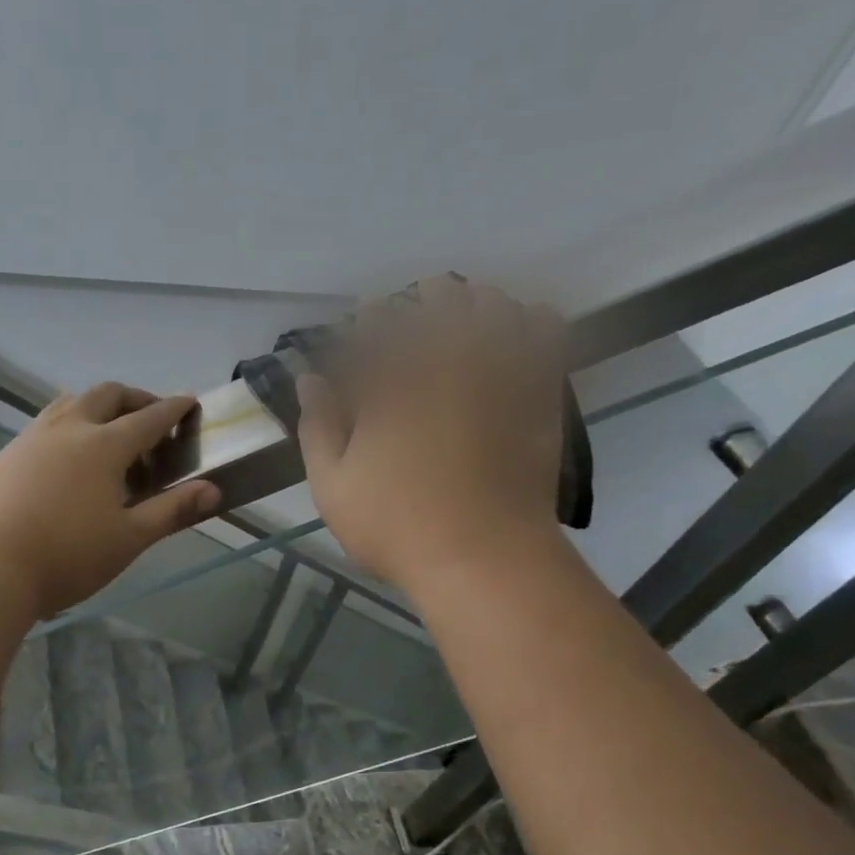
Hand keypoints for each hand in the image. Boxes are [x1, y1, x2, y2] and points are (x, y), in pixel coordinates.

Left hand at [0, 383, 221, 617]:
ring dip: (95, 408)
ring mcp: (29, 439)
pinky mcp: (2, 458)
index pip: (148, 417)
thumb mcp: (128, 539)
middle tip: (149, 416)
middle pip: (106, 395)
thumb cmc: (65, 556)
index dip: (173, 408)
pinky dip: (66, 428)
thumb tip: (214, 490)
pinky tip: (63, 463)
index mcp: (103, 445)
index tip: (189, 401)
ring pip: (68, 404)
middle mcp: (66, 429)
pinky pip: (42, 427)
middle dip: (134, 398)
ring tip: (107, 433)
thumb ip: (171, 511)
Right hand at [297, 276, 566, 592]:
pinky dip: (535, 319)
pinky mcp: (537, 397)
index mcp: (391, 386)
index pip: (378, 327)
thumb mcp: (332, 486)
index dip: (371, 313)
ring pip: (494, 309)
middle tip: (420, 298)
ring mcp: (497, 378)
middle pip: (440, 304)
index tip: (367, 311)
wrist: (483, 559)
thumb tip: (308, 381)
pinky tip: (525, 322)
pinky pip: (546, 338)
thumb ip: (318, 427)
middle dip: (427, 294)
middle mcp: (445, 367)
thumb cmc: (396, 525)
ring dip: (478, 298)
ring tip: (470, 304)